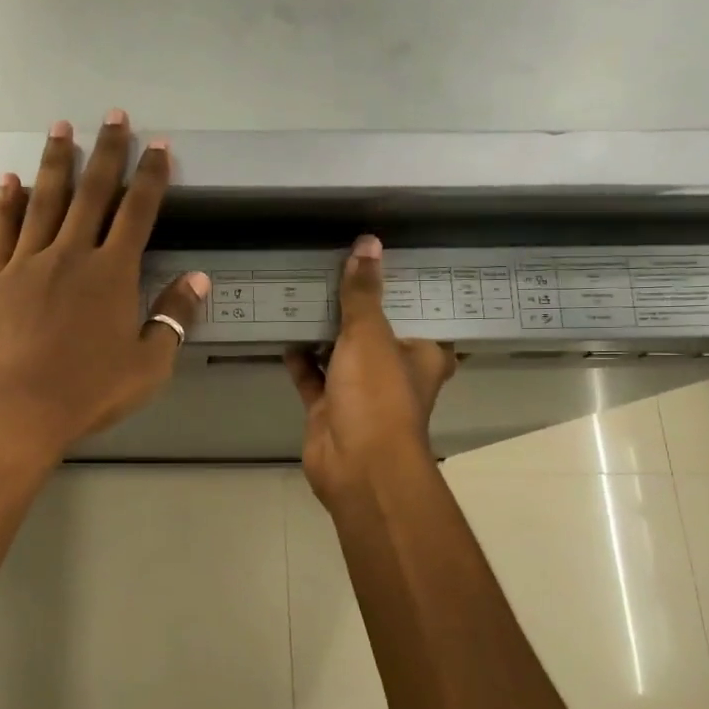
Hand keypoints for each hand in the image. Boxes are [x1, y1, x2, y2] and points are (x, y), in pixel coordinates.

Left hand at [0, 111, 209, 461]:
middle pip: (92, 192)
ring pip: (44, 200)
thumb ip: (173, 317)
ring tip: (61, 127)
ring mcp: (27, 263)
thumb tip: (198, 278)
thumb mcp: (148, 365)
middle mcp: (71, 255)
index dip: (150, 176)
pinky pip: (1, 230)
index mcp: (112, 274)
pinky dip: (6, 202)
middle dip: (106, 151)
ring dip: (55, 162)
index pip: (137, 212)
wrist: (16, 411)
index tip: (158, 146)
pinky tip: (9, 179)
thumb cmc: (88, 392)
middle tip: (113, 116)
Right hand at [286, 236, 457, 509]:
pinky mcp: (330, 408)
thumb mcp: (371, 334)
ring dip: (324, 330)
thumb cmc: (377, 395)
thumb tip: (368, 243)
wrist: (356, 465)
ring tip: (304, 290)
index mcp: (425, 354)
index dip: (402, 286)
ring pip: (341, 353)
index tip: (384, 256)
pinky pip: (312, 376)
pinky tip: (283, 330)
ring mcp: (361, 392)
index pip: (419, 311)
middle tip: (334, 265)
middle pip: (376, 331)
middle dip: (356, 305)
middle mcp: (396, 372)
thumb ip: (363, 292)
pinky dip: (300, 358)